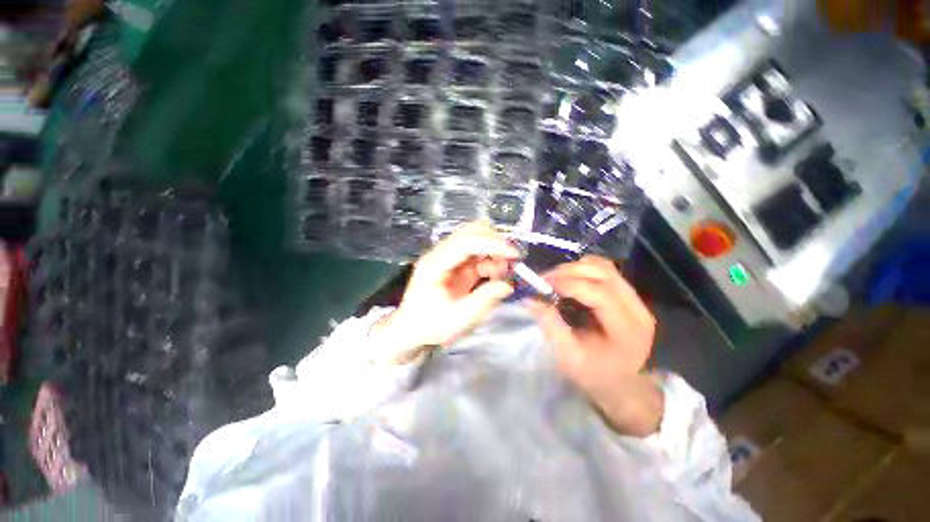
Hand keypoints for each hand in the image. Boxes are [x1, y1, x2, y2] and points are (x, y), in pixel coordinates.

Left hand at [370, 222, 517, 364]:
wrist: (411, 329)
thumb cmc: (430, 326)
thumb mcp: (458, 319)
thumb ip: (484, 300)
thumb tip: (507, 285)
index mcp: (434, 264)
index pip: (464, 242)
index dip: (490, 244)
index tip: (513, 254)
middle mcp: (440, 254)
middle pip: (469, 232)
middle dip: (494, 241)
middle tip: (512, 260)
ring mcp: (448, 257)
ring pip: (475, 238)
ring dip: (493, 249)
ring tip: (504, 270)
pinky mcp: (456, 264)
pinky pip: (477, 253)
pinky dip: (490, 259)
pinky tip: (496, 274)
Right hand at [527, 256, 661, 435]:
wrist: (622, 382)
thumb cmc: (595, 375)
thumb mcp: (569, 357)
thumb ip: (551, 325)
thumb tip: (531, 299)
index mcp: (628, 330)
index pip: (601, 293)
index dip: (570, 284)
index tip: (543, 285)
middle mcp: (637, 308)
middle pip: (604, 272)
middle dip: (569, 271)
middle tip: (544, 280)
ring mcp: (634, 298)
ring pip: (603, 266)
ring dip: (575, 267)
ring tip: (554, 279)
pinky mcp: (626, 293)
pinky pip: (603, 270)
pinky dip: (582, 269)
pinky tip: (568, 281)